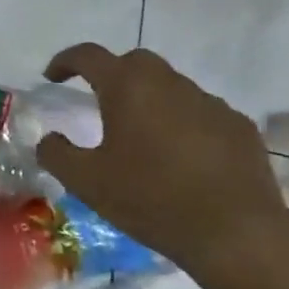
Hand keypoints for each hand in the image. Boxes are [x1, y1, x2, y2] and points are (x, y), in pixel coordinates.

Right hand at [34, 45, 287, 285]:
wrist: (235, 233)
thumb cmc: (150, 199)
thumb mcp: (87, 182)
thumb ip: (57, 154)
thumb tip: (48, 139)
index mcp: (127, 87)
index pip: (88, 55)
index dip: (65, 61)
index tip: (52, 76)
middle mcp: (169, 83)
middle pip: (134, 62)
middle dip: (112, 74)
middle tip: (101, 103)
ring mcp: (209, 103)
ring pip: (171, 87)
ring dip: (151, 100)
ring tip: (143, 136)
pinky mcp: (239, 126)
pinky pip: (202, 113)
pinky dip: (184, 123)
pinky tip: (182, 157)